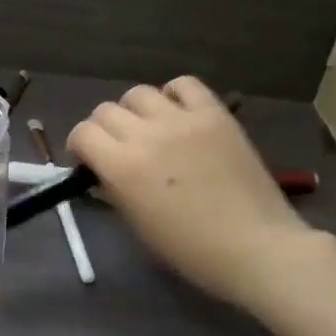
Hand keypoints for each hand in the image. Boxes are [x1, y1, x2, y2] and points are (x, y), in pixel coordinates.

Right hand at [67, 77, 314, 305]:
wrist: (256, 248)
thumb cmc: (191, 250)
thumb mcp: (138, 225)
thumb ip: (114, 190)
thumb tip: (102, 172)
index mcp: (122, 167)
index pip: (83, 133)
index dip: (79, 145)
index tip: (88, 160)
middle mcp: (146, 135)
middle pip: (106, 111)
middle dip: (103, 129)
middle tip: (117, 148)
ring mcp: (182, 120)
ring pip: (139, 93)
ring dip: (134, 111)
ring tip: (148, 129)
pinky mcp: (214, 114)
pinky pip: (184, 85)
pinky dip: (173, 94)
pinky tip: (178, 114)